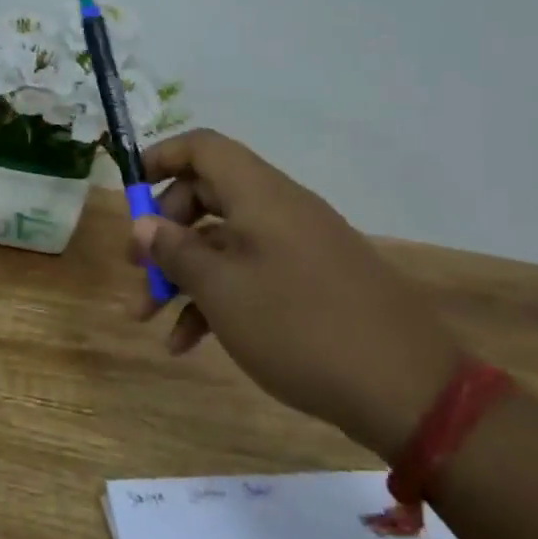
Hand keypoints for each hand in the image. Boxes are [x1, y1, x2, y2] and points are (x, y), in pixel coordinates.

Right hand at [130, 129, 466, 457]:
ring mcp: (298, 247)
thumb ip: (176, 251)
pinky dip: (217, 299)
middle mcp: (279, 209)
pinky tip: (190, 344)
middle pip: (206, 196)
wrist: (408, 391)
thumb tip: (143, 224)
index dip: (160, 159)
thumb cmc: (300, 326)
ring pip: (224, 242)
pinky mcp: (312, 283)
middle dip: (164, 231)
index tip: (129, 195)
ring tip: (151, 320)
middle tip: (136, 268)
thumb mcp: (222, 289)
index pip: (202, 147)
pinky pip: (251, 274)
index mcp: (259, 194)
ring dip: (183, 275)